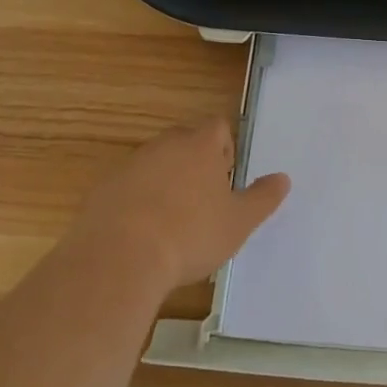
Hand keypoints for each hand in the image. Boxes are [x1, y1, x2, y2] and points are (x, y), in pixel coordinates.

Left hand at [77, 119, 289, 289]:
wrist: (119, 259)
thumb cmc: (190, 234)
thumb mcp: (238, 222)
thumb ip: (263, 198)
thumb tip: (283, 179)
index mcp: (200, 145)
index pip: (217, 127)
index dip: (224, 148)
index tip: (225, 179)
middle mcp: (164, 144)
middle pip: (185, 141)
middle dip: (195, 163)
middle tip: (202, 201)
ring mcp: (130, 165)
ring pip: (155, 163)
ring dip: (165, 182)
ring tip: (171, 222)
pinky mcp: (103, 189)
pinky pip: (127, 187)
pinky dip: (136, 202)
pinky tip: (141, 235)